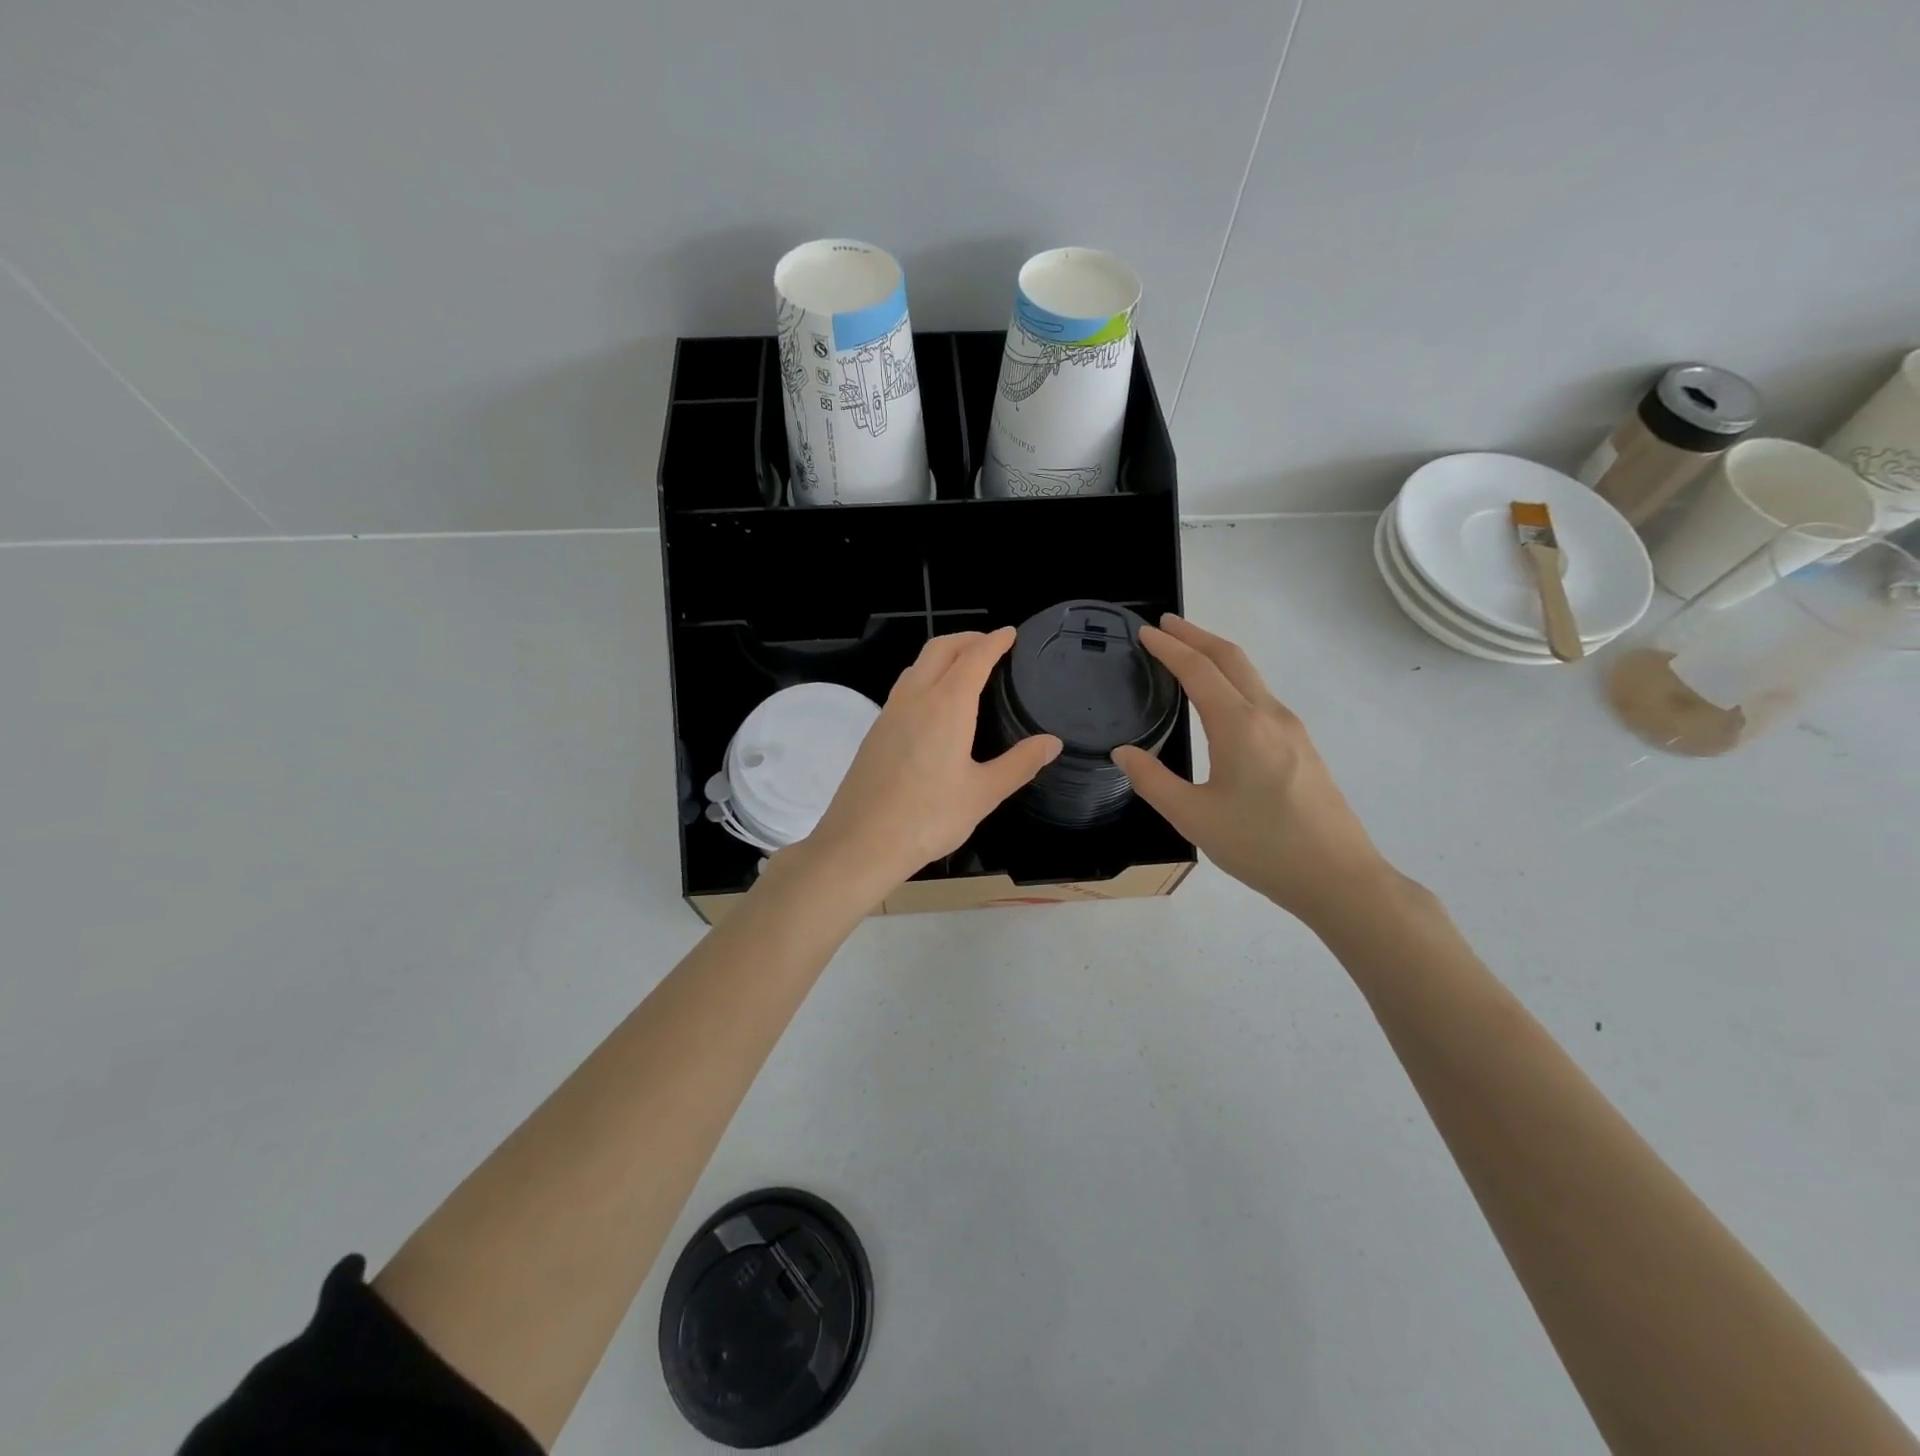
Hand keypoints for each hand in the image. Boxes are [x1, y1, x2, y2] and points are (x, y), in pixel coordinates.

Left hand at [799, 629, 1060, 898]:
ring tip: (964, 668)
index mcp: (947, 706)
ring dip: (942, 655)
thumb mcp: (983, 794)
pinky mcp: (875, 731)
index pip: (974, 657)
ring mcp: (889, 713)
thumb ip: (1019, 764)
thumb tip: (1052, 742)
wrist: (860, 843)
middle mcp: (915, 698)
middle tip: (990, 644)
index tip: (1009, 633)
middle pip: (940, 649)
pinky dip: (925, 677)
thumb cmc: (928, 818)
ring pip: (916, 666)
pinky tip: (934, 705)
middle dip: (966, 638)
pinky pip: (904, 688)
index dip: (994, 641)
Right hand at [1112, 615, 1389, 922]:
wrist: (1338, 876)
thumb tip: (1123, 752)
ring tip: (1187, 654)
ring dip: (1217, 656)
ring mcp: (1291, 728)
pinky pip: (1261, 695)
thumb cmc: (1261, 846)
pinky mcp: (1301, 746)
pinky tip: (1220, 700)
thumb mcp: (1194, 818)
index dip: (1169, 647)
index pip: (1198, 669)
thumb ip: (1153, 781)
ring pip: (1250, 675)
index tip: (1145, 632)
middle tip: (1164, 625)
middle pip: (1231, 658)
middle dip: (1196, 635)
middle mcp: (1268, 714)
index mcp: (1239, 725)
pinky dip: (1233, 679)